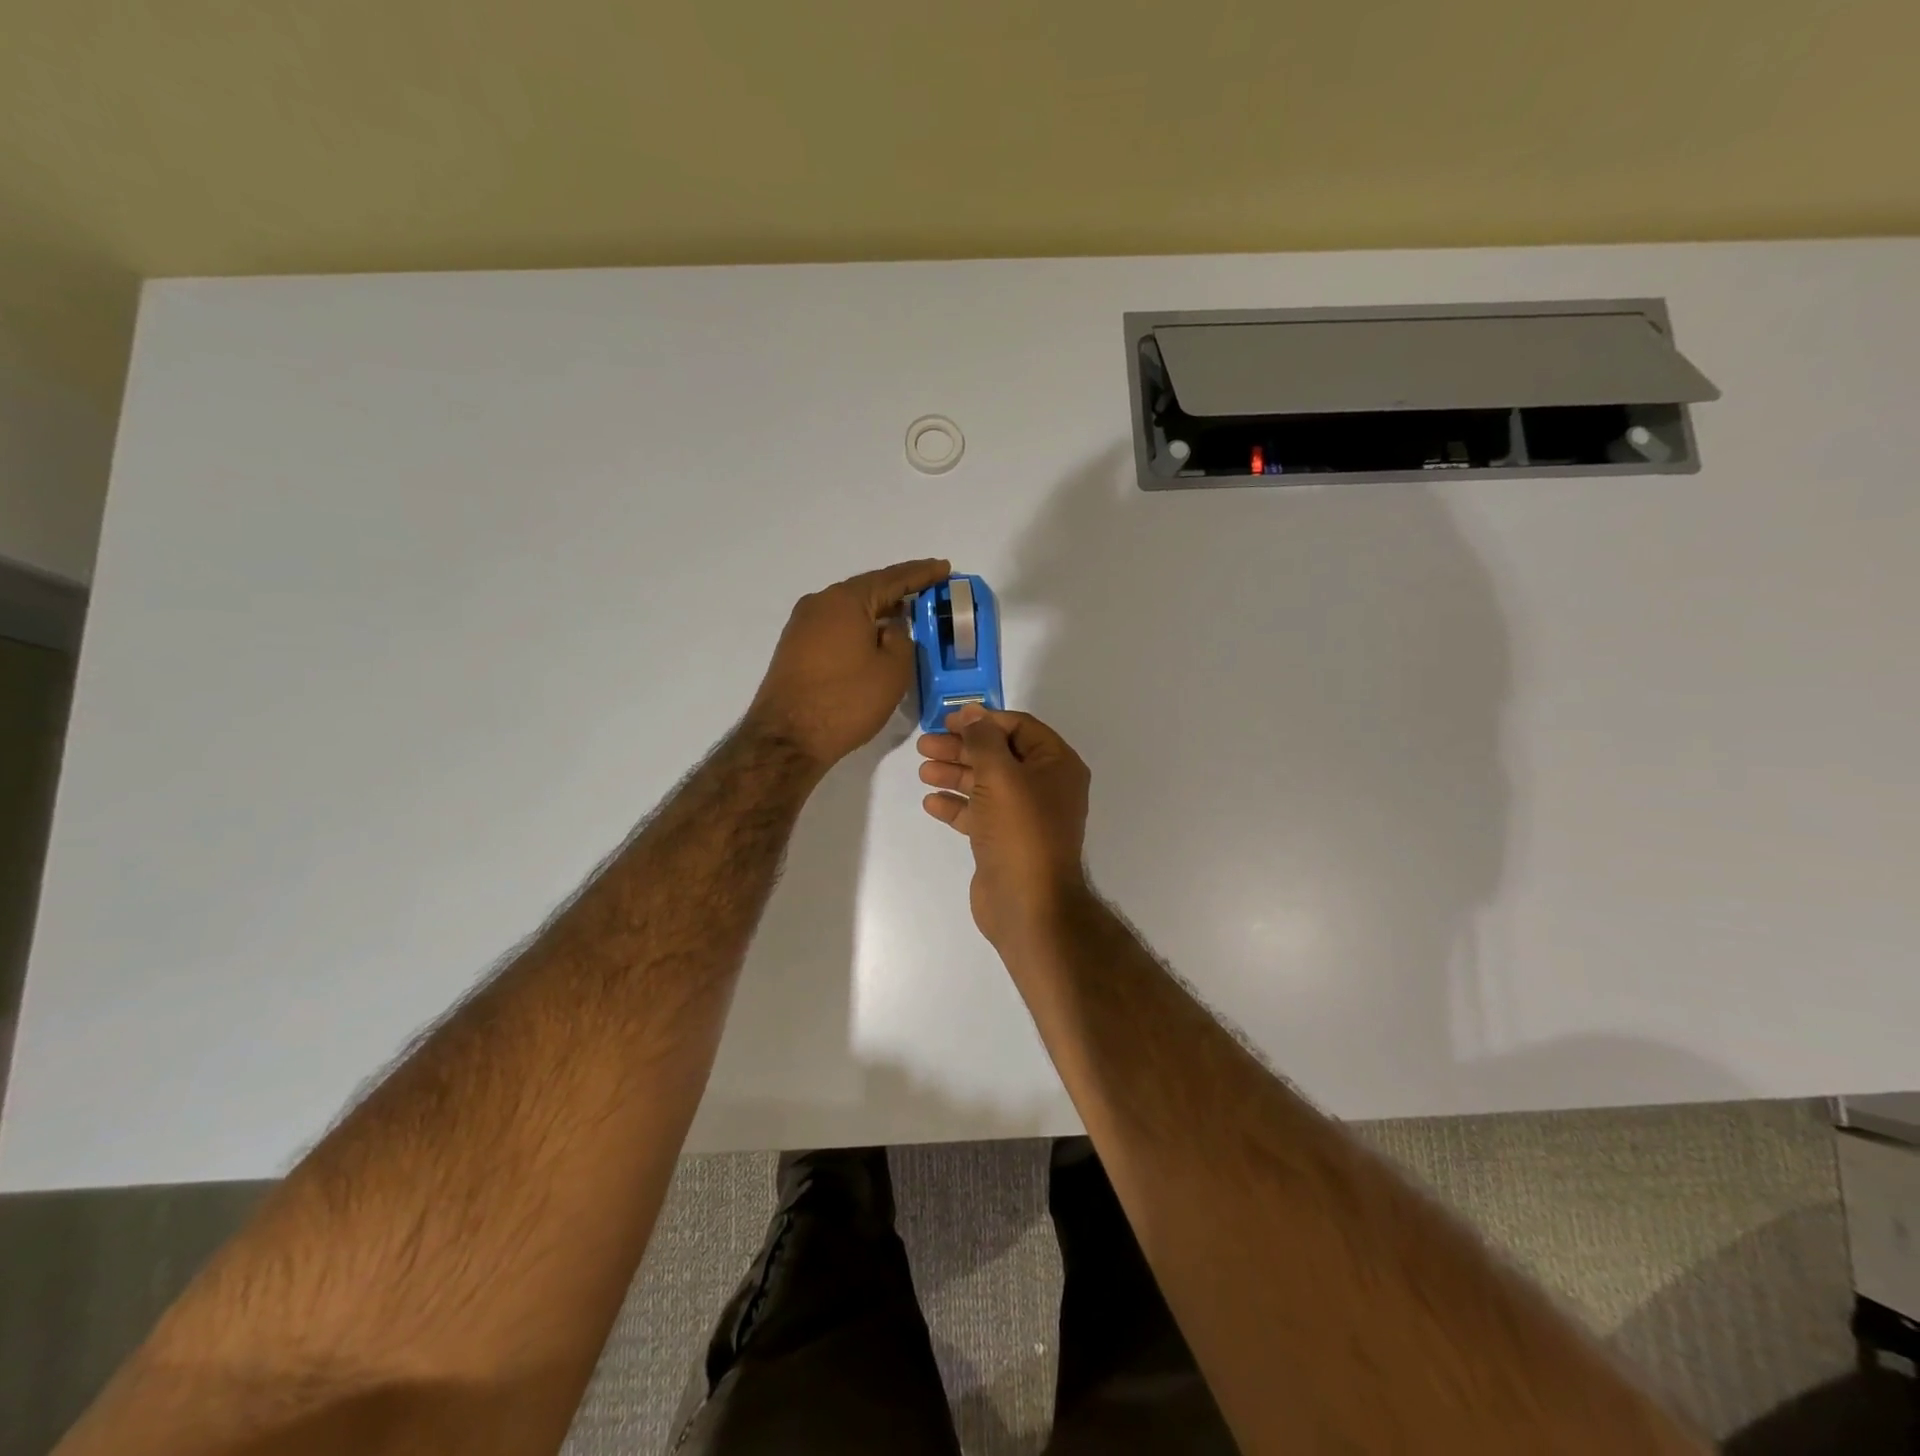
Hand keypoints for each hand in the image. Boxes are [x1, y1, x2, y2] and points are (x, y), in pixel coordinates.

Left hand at [747, 558, 950, 770]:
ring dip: (878, 611)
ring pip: (850, 609)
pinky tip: (874, 638)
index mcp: (846, 600)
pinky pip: (836, 626)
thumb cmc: (847, 701)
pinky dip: (859, 627)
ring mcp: (802, 625)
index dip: (922, 573)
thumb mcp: (892, 670)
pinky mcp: (795, 647)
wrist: (788, 738)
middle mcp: (820, 603)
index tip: (944, 568)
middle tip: (928, 591)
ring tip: (905, 615)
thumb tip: (890, 628)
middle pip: (867, 590)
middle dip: (899, 591)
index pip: (892, 578)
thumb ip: (902, 640)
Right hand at [917, 706, 1091, 951]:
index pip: (1019, 728)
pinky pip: (979, 814)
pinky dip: (957, 806)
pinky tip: (931, 803)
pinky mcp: (1005, 841)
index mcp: (1057, 765)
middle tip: (925, 746)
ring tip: (923, 771)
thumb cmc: (1020, 830)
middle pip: (999, 755)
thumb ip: (983, 739)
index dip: (983, 721)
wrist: (1028, 904)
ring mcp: (1025, 817)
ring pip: (986, 785)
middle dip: (962, 749)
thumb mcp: (1000, 775)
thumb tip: (972, 711)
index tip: (948, 721)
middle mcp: (1045, 787)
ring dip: (955, 774)